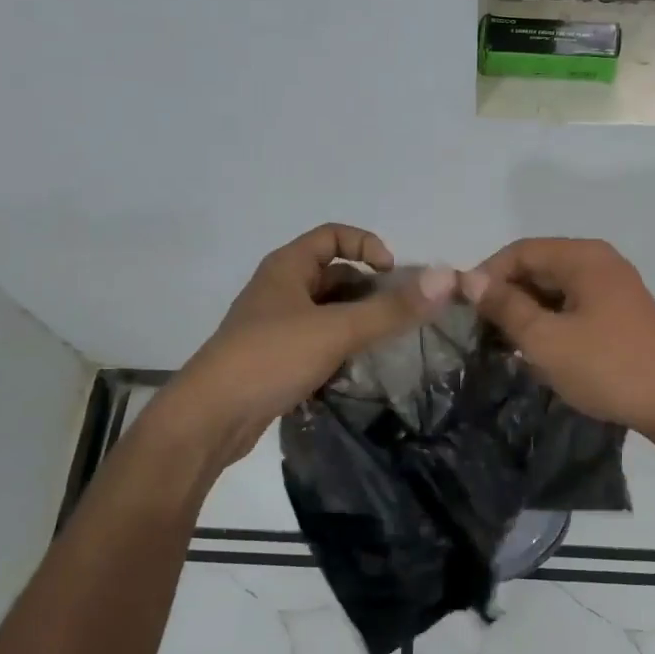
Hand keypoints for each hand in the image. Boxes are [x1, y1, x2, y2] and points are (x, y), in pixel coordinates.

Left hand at [138, 225, 455, 478]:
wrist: (210, 418)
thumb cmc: (270, 358)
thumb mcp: (336, 330)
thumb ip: (391, 309)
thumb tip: (444, 280)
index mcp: (287, 267)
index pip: (333, 235)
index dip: (367, 245)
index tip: (392, 274)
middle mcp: (279, 289)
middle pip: (333, 274)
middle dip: (368, 289)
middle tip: (399, 313)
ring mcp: (273, 325)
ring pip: (326, 311)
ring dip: (355, 320)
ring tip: (385, 342)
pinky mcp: (273, 358)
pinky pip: (315, 340)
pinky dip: (339, 346)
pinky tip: (357, 368)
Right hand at [459, 238, 654, 440]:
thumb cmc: (607, 368)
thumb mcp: (545, 340)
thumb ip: (505, 306)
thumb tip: (469, 279)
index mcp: (584, 257)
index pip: (520, 251)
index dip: (486, 276)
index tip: (464, 310)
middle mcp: (600, 261)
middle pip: (538, 266)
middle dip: (506, 296)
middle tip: (481, 332)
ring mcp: (614, 286)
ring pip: (554, 288)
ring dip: (526, 311)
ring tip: (506, 345)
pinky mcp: (620, 312)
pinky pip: (573, 305)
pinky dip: (550, 321)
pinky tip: (539, 351)